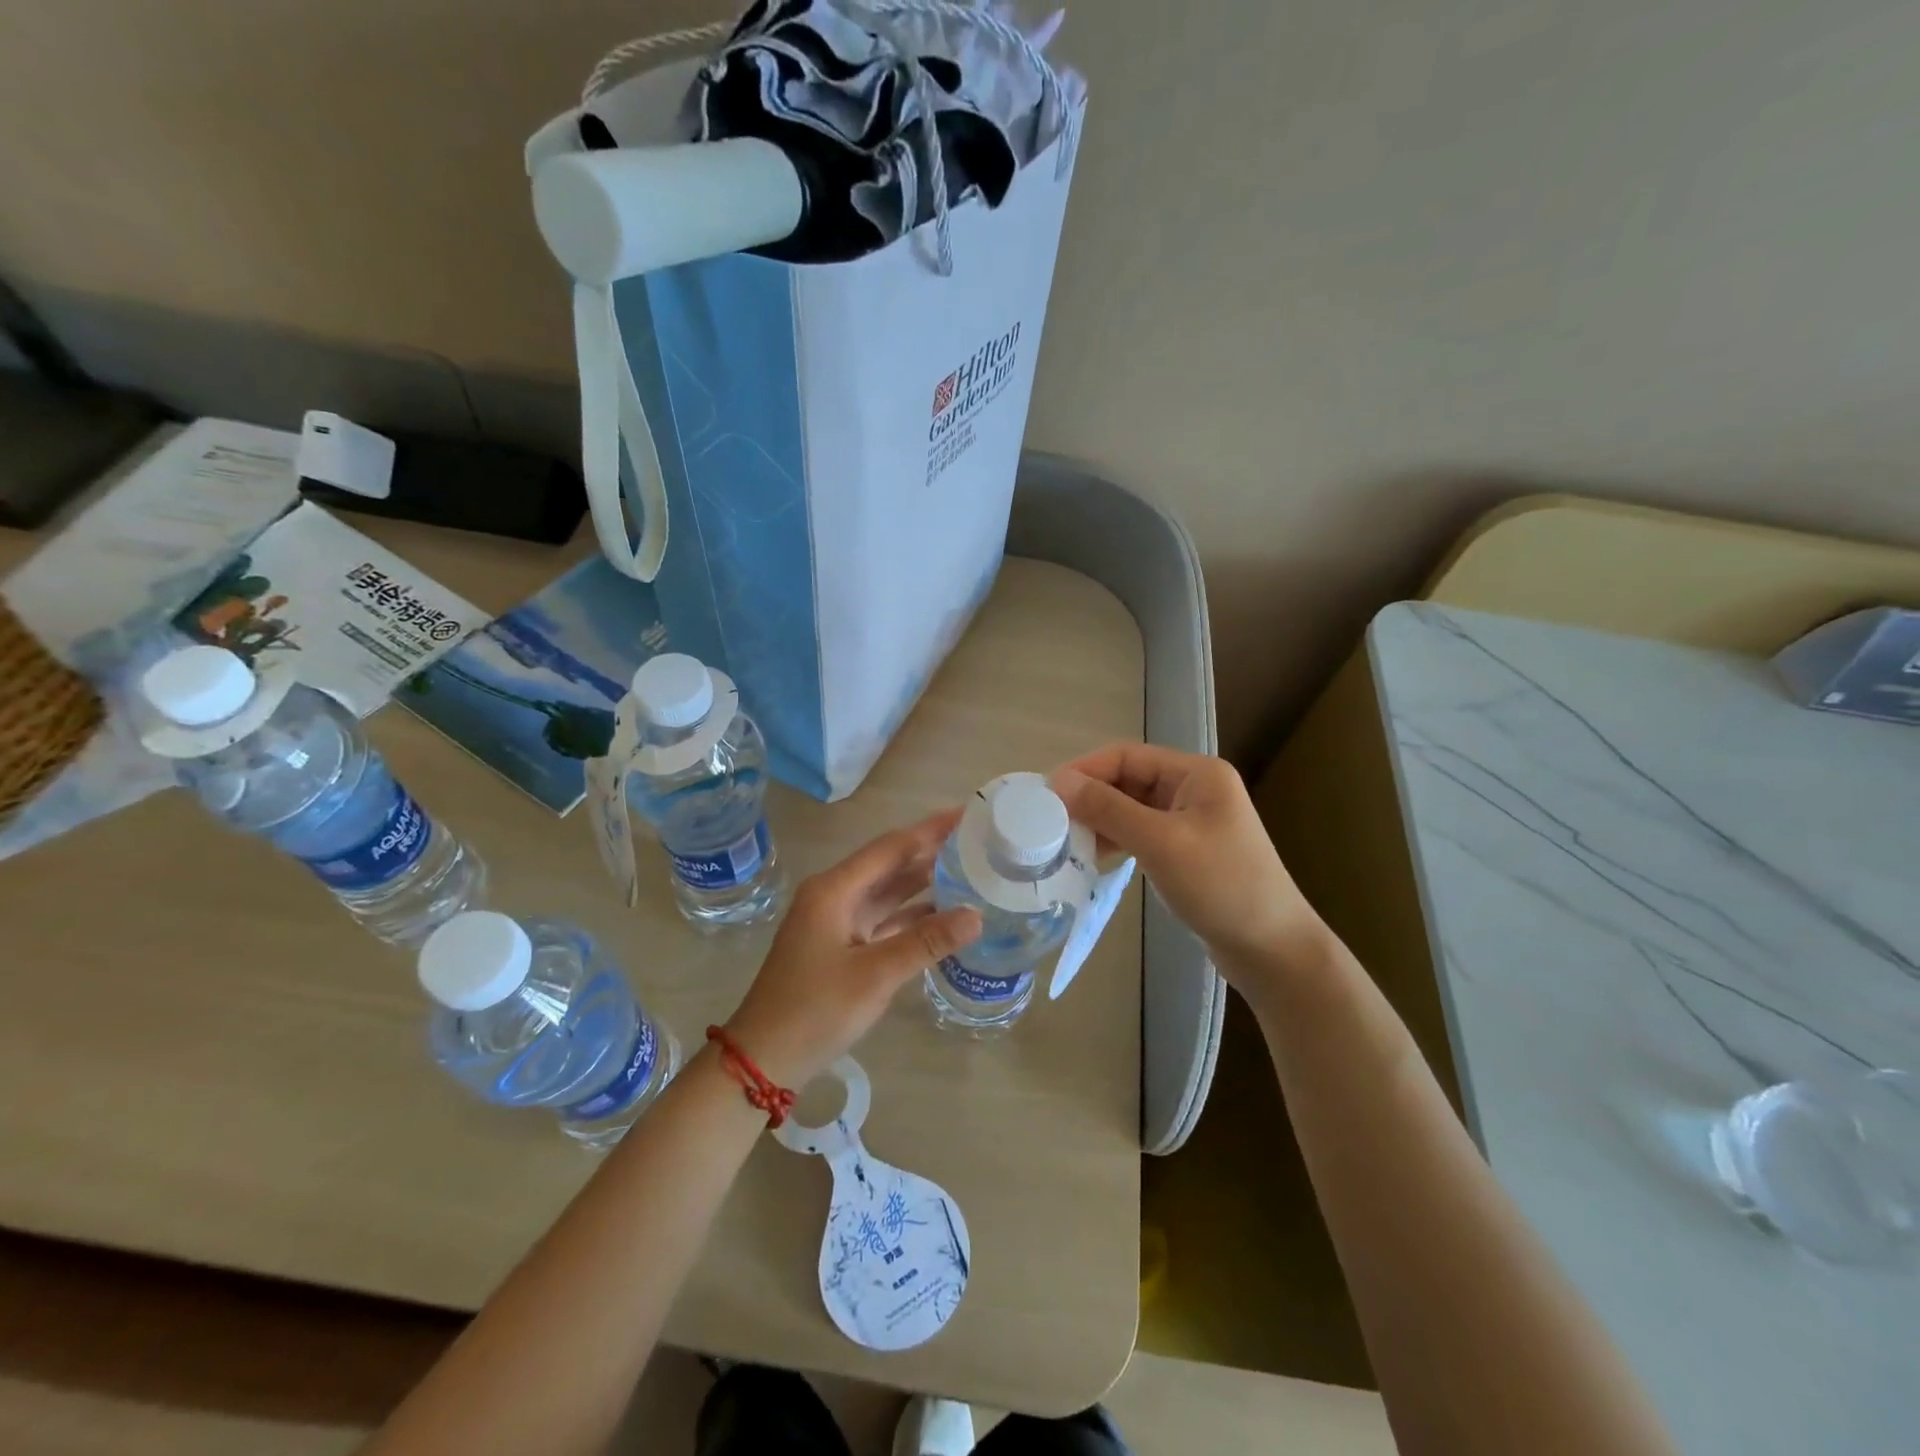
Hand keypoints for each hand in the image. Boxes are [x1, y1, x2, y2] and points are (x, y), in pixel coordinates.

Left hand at [724, 810, 981, 1088]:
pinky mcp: (842, 947)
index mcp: (835, 890)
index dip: (930, 830)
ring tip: (970, 871)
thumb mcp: (875, 975)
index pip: (891, 847)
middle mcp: (835, 896)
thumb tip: (977, 915)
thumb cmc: (815, 1010)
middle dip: (931, 852)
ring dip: (925, 884)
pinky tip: (945, 917)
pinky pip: (884, 920)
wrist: (764, 1060)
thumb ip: (926, 942)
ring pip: (888, 894)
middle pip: (890, 865)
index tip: (966, 813)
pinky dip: (913, 917)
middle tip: (977, 841)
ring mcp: (837, 923)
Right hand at [1053, 744, 1327, 1005]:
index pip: (1127, 756)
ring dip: (1100, 820)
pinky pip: (1141, 833)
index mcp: (1197, 774)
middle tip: (1050, 821)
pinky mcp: (1186, 850)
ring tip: (1066, 842)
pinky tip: (1094, 856)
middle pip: (1128, 780)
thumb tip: (1060, 781)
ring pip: (1131, 808)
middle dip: (1090, 797)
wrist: (1273, 949)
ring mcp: (1191, 821)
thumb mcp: (1161, 843)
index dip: (1085, 770)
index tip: (1047, 794)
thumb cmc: (1222, 887)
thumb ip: (1109, 809)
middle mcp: (1194, 789)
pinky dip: (1116, 840)